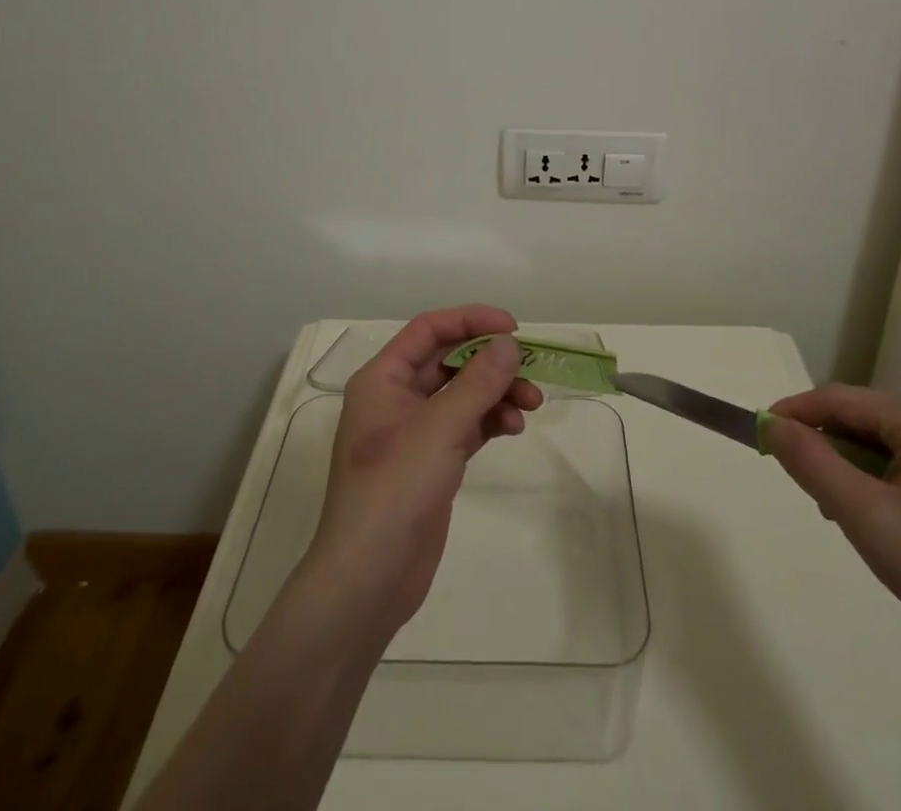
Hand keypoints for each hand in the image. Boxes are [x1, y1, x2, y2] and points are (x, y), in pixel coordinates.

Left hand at [304, 305, 543, 636]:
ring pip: (462, 394)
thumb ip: (478, 382)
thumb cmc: (394, 490)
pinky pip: (467, 425)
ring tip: (531, 405)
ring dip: (497, 393)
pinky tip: (513, 428)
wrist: (368, 580)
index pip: (429, 329)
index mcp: (383, 378)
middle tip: (531, 370)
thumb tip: (510, 344)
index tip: (513, 328)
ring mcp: (414, 432)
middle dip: (491, 362)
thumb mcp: (438, 428)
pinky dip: (490, 421)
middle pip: (450, 361)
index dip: (470, 320)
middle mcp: (396, 398)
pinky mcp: (431, 462)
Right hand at [765, 385, 900, 659]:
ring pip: (884, 439)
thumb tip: (771, 424)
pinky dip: (883, 477)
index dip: (795, 413)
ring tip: (844, 513)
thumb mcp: (865, 517)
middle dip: (828, 448)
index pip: (840, 399)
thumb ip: (812, 463)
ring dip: (854, 467)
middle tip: (808, 491)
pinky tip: (882, 516)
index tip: (759, 433)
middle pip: (863, 418)